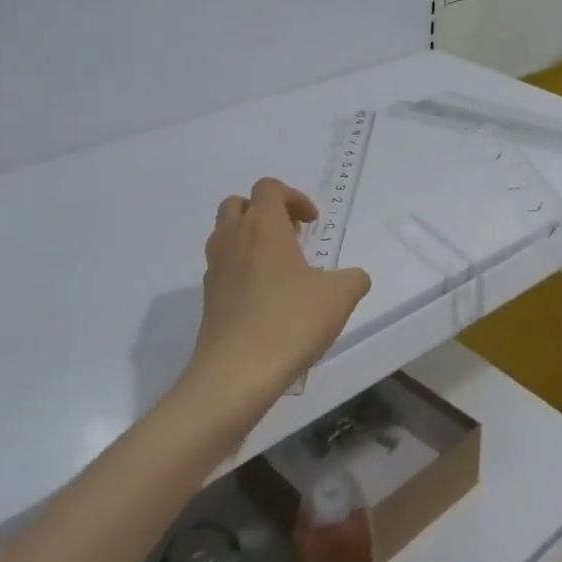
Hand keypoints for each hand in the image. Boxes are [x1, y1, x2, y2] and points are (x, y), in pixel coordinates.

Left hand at [182, 178, 371, 421]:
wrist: (236, 374)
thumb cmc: (290, 322)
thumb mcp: (340, 296)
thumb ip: (353, 278)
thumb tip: (352, 278)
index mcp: (263, 226)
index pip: (269, 188)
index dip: (294, 198)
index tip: (313, 224)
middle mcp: (232, 239)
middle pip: (239, 204)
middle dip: (266, 213)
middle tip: (292, 238)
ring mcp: (215, 269)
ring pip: (226, 235)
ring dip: (251, 240)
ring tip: (282, 269)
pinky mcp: (209, 299)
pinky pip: (224, 268)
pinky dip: (243, 270)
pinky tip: (267, 300)